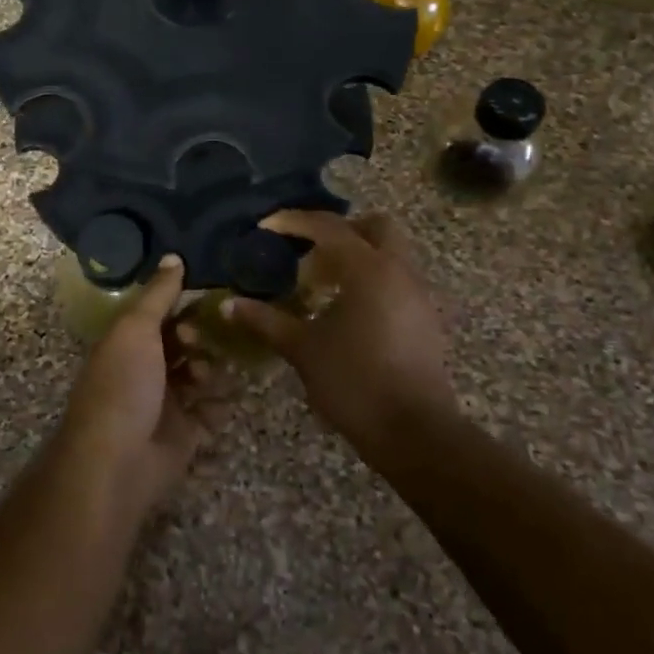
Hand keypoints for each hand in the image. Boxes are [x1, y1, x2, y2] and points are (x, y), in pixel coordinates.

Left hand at [52, 256, 223, 522]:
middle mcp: (146, 371)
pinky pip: (211, 413)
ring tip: (208, 375)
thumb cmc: (123, 384)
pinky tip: (227, 396)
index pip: (159, 316)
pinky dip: (220, 405)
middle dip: (198, 338)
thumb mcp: (136, 328)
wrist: (117, 461)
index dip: (181, 305)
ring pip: (199, 377)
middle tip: (200, 341)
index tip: (207, 297)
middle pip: (182, 346)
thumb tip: (173, 255)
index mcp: (128, 344)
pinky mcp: (185, 436)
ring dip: (211, 370)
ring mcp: (166, 405)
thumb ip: (158, 294)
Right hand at [222, 210, 452, 452]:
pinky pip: (396, 279)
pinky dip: (371, 279)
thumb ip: (265, 320)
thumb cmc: (354, 382)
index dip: (293, 222)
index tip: (266, 227)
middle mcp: (398, 270)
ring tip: (322, 284)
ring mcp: (417, 294)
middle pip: (373, 226)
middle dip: (339, 230)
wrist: (414, 432)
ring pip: (389, 253)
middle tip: (307, 251)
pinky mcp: (425, 318)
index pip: (328, 227)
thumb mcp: (302, 349)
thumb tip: (228, 305)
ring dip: (356, 256)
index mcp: (367, 268)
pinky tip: (346, 310)